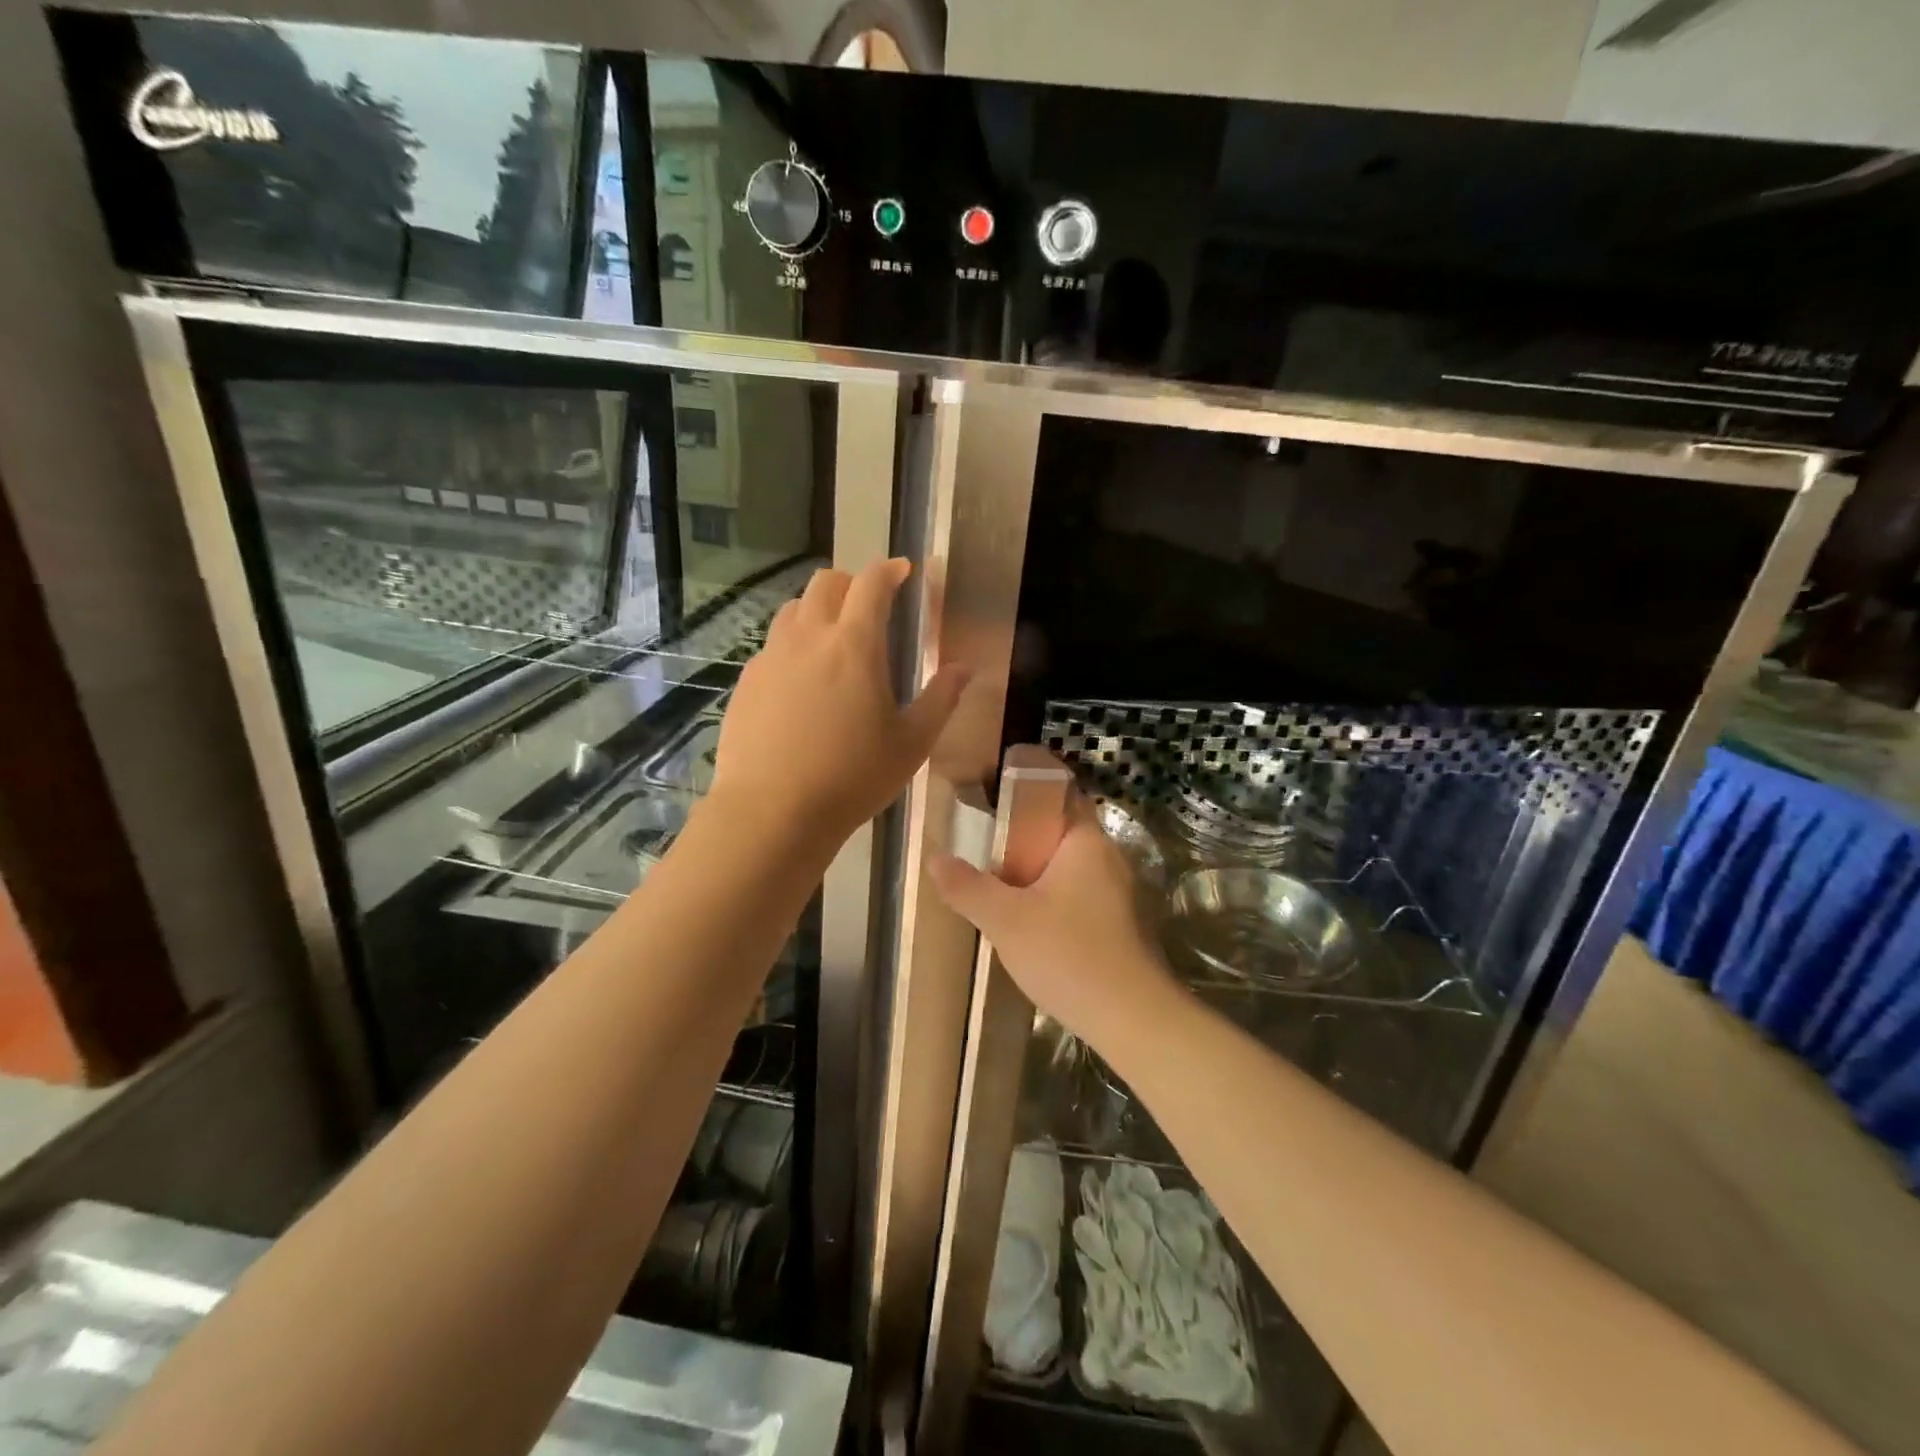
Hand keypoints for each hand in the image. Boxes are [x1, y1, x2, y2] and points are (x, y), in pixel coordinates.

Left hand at [712, 558, 968, 845]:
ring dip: (818, 610)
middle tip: (868, 606)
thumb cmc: (852, 777)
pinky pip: (772, 646)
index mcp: (854, 644)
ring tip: (833, 640)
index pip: (872, 583)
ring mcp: (770, 657)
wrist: (772, 811)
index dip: (889, 570)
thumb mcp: (911, 743)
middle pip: (826, 582)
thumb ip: (941, 699)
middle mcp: (808, 637)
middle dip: (851, 583)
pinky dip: (792, 645)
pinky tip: (800, 682)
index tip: (903, 571)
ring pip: (794, 610)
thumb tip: (964, 668)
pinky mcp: (747, 681)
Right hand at [930, 791, 1178, 1046]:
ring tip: (996, 880)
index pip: (1059, 791)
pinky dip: (1051, 893)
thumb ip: (967, 886)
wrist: (1130, 1017)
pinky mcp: (1117, 921)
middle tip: (983, 842)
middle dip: (1022, 833)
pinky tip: (1026, 917)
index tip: (991, 792)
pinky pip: (1077, 891)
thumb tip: (935, 858)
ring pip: (1068, 864)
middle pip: (1060, 829)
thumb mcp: (1005, 920)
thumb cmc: (1068, 954)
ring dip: (1035, 868)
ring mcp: (1116, 891)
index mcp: (1086, 841)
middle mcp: (1107, 856)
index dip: (1026, 787)